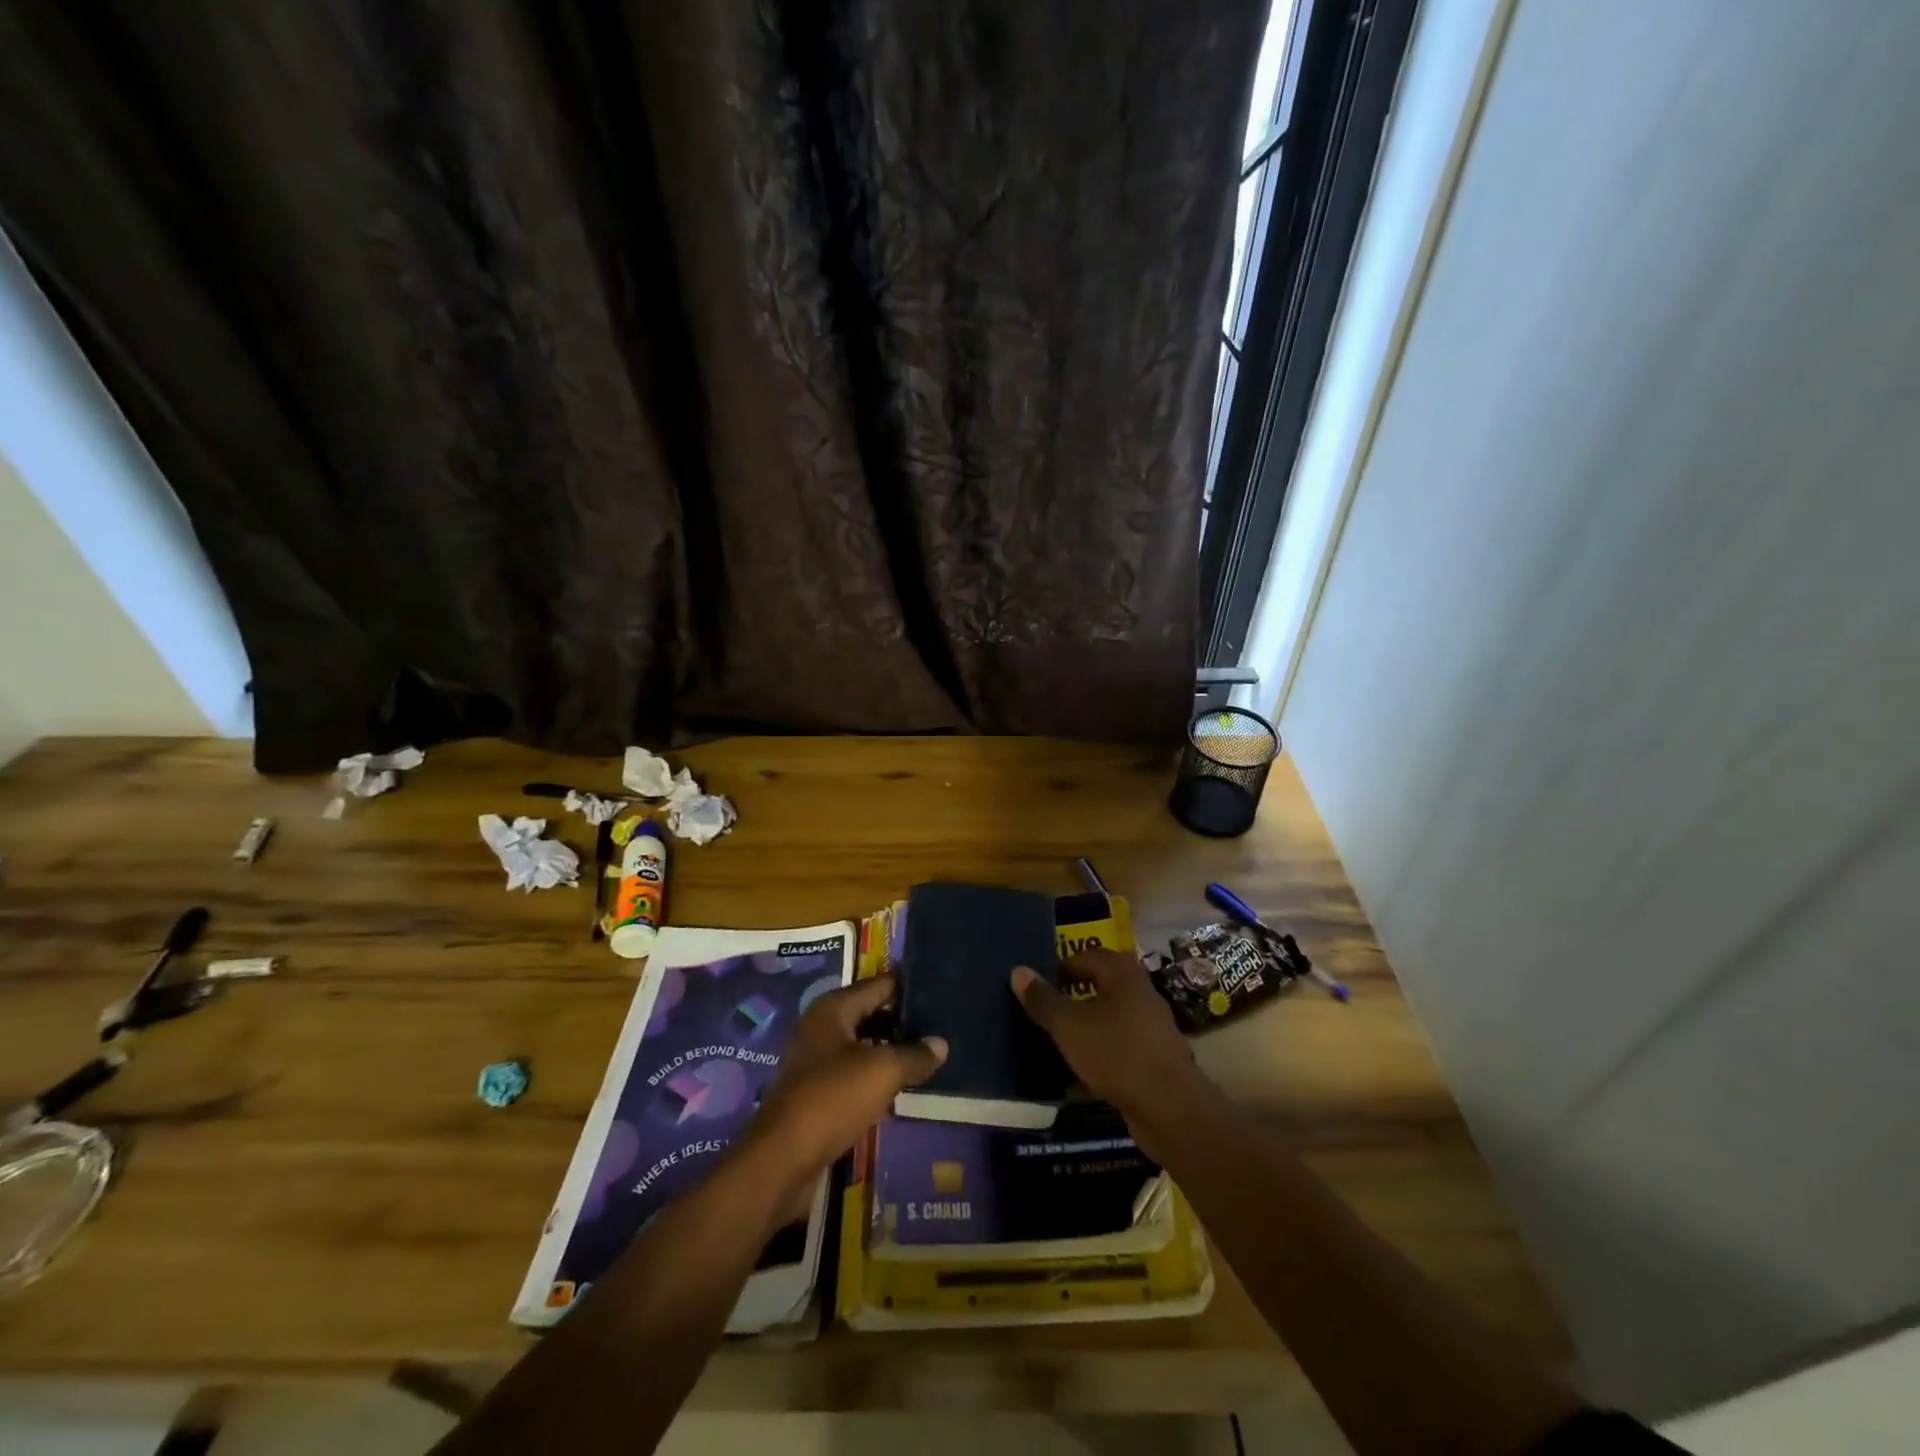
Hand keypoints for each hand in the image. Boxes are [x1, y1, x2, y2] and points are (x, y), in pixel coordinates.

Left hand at [741, 974, 945, 1220]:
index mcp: (833, 1008)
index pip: (880, 984)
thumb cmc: (833, 1099)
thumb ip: (915, 1055)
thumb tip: (941, 1043)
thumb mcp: (883, 1072)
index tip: (941, 992)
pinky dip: (876, 1074)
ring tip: (928, 1055)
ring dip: (891, 1049)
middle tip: (941, 1026)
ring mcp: (815, 1059)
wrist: (782, 1159)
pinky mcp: (815, 1091)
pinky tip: (901, 1085)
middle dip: (903, 1020)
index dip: (910, 988)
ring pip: (862, 1044)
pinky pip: (853, 1071)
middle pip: (870, 1012)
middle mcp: (821, 1026)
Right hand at [1011, 950, 1201, 1124]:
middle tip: (1042, 1012)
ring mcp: (1150, 1025)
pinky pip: (1118, 1046)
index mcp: (1122, 973)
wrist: (1170, 1108)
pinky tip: (1078, 1074)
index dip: (1057, 968)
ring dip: (1084, 1027)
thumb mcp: (1069, 1025)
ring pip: (1108, 1018)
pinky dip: (1098, 1053)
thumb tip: (1018, 970)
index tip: (1034, 987)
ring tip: (1055, 1042)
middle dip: (1070, 998)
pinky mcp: (1154, 1057)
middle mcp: (1140, 992)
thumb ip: (1043, 999)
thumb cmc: (1116, 1053)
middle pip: (1098, 985)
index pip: (1083, 957)